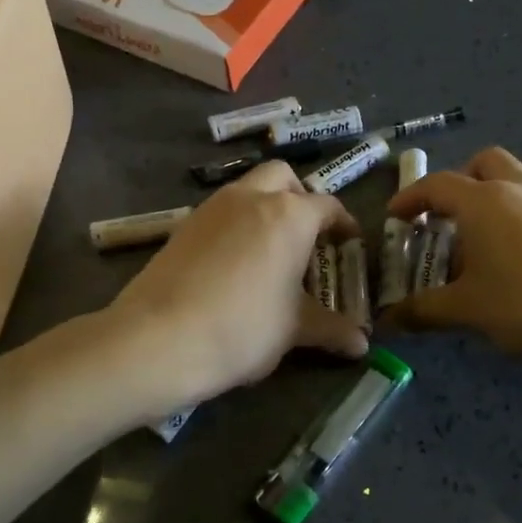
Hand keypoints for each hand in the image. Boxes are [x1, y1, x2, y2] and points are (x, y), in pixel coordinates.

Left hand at [108, 161, 368, 409]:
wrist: (160, 338)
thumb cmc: (245, 327)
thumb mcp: (295, 329)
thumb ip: (331, 329)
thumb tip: (362, 345)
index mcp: (290, 215)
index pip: (328, 207)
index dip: (344, 224)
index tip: (350, 244)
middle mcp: (252, 197)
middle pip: (283, 178)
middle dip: (300, 198)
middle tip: (307, 237)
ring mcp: (212, 208)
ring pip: (247, 190)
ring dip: (265, 209)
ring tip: (270, 254)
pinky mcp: (182, 226)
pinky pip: (220, 213)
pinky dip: (236, 226)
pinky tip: (234, 266)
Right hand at [384, 147, 521, 379]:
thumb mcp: (469, 311)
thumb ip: (423, 311)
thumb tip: (387, 322)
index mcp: (485, 201)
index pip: (437, 185)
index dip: (410, 198)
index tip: (394, 218)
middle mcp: (520, 189)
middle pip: (482, 164)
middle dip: (457, 184)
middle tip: (443, 220)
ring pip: (513, 182)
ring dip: (488, 201)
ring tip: (477, 247)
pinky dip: (514, 218)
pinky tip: (514, 262)